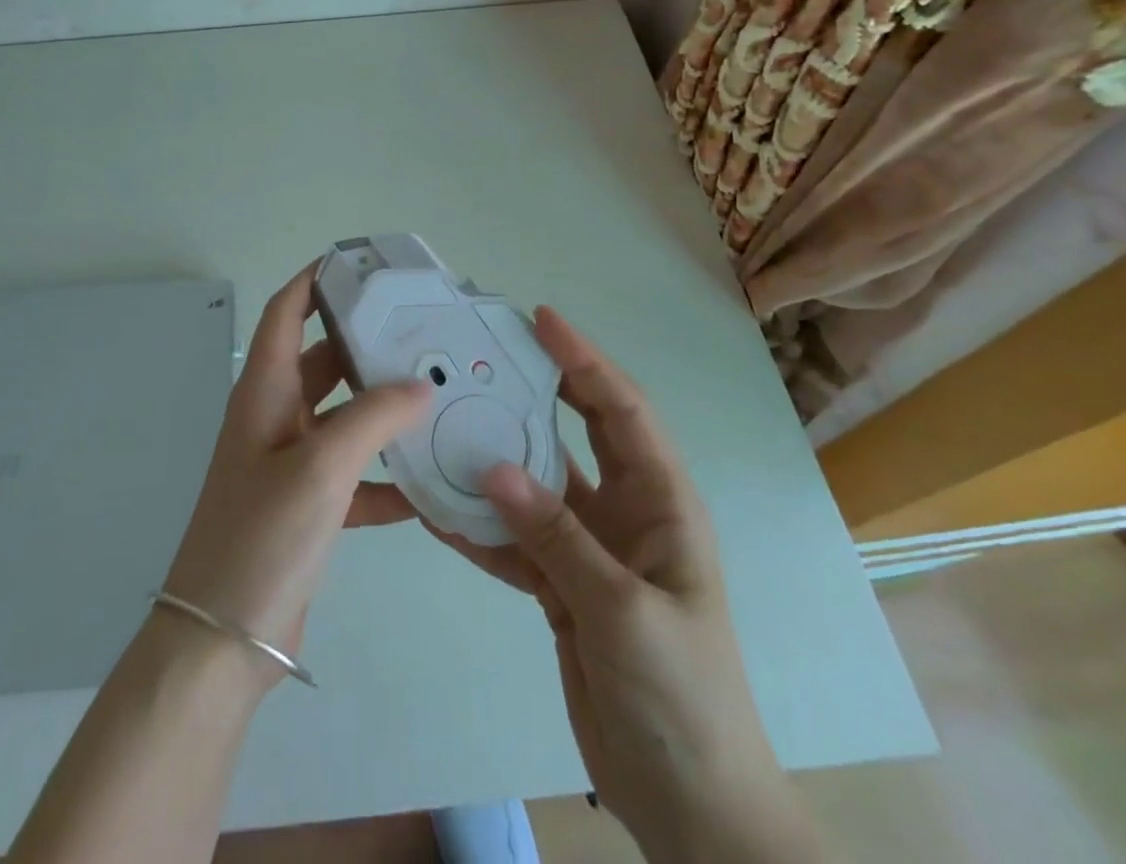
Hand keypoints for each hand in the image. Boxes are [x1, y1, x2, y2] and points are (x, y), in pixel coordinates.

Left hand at [161, 263, 431, 686]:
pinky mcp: (307, 505)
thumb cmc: (262, 535)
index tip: (358, 262)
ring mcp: (290, 463)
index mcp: (264, 391)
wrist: (221, 641)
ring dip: (383, 409)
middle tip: (421, 329)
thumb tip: (419, 387)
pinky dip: (385, 474)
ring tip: (438, 395)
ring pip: (344, 417)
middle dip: (366, 343)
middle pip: (323, 359)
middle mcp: (275, 417)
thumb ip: (373, 419)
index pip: (285, 311)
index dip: (314, 280)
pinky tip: (428, 483)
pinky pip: (354, 474)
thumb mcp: (321, 467)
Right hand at [424, 308, 824, 863]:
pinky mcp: (563, 586)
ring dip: (496, 459)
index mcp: (662, 503)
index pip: (621, 410)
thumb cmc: (682, 697)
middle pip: (578, 432)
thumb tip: (492, 467)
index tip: (541, 320)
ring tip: (446, 423)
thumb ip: (557, 536)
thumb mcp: (623, 612)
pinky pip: (516, 541)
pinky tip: (438, 511)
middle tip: (486, 354)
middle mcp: (626, 513)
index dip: (584, 361)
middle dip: (538, 388)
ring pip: (537, 485)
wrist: (688, 805)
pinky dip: (480, 527)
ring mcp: (591, 549)